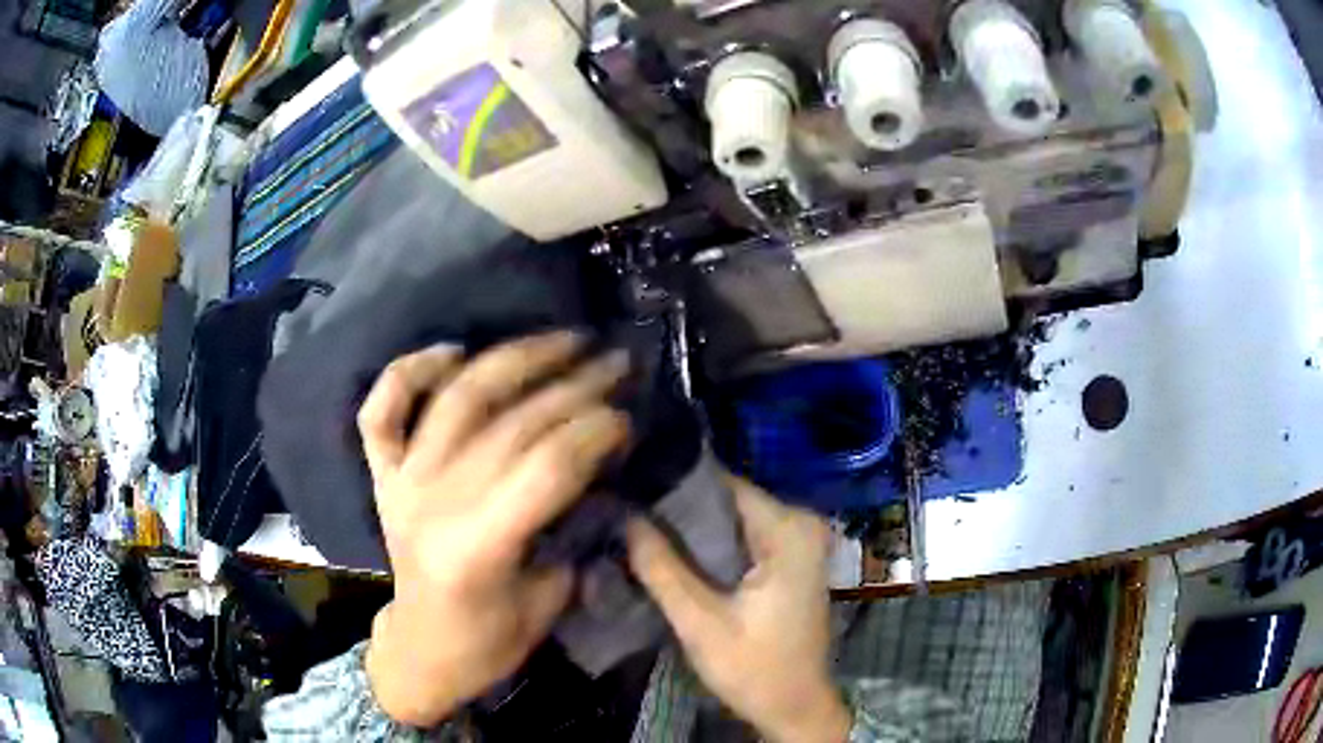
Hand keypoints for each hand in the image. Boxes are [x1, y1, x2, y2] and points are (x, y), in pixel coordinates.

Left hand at [359, 332, 630, 726]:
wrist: (422, 650)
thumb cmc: (489, 640)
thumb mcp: (548, 602)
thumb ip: (571, 533)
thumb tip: (600, 471)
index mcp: (477, 549)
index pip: (547, 468)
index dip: (594, 432)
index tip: (628, 416)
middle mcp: (432, 503)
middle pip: (511, 424)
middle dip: (574, 387)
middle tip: (616, 363)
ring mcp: (401, 481)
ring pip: (456, 398)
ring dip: (513, 359)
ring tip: (563, 339)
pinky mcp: (383, 474)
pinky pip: (382, 409)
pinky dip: (411, 371)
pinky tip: (453, 351)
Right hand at [627, 476, 850, 742]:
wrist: (795, 707)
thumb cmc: (754, 669)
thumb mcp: (700, 623)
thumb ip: (662, 569)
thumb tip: (624, 516)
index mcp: (789, 529)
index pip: (722, 483)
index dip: (672, 485)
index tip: (627, 486)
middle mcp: (800, 524)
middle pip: (726, 500)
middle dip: (677, 508)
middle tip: (623, 512)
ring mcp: (798, 541)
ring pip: (730, 519)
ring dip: (689, 527)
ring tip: (636, 527)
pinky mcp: (789, 560)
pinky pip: (741, 537)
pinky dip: (708, 545)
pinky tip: (670, 551)